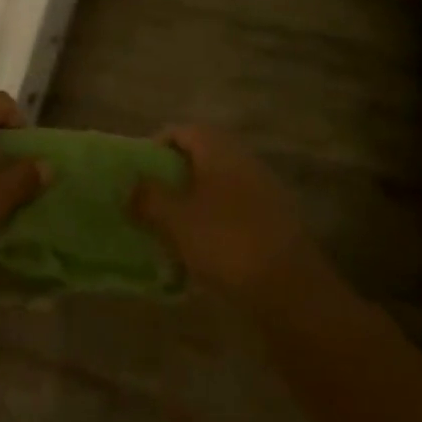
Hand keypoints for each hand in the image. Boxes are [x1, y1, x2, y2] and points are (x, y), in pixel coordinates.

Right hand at [133, 126, 325, 302]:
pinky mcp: (276, 221)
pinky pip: (236, 210)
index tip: (138, 175)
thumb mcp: (175, 219)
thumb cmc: (226, 242)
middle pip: (201, 157)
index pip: (181, 131)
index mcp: (219, 148)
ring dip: (195, 202)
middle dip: (175, 177)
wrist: (291, 290)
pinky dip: (217, 223)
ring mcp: (264, 189)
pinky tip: (206, 253)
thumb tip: (130, 186)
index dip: (156, 147)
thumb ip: (148, 197)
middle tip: (153, 204)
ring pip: (219, 185)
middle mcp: (243, 159)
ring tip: (174, 232)